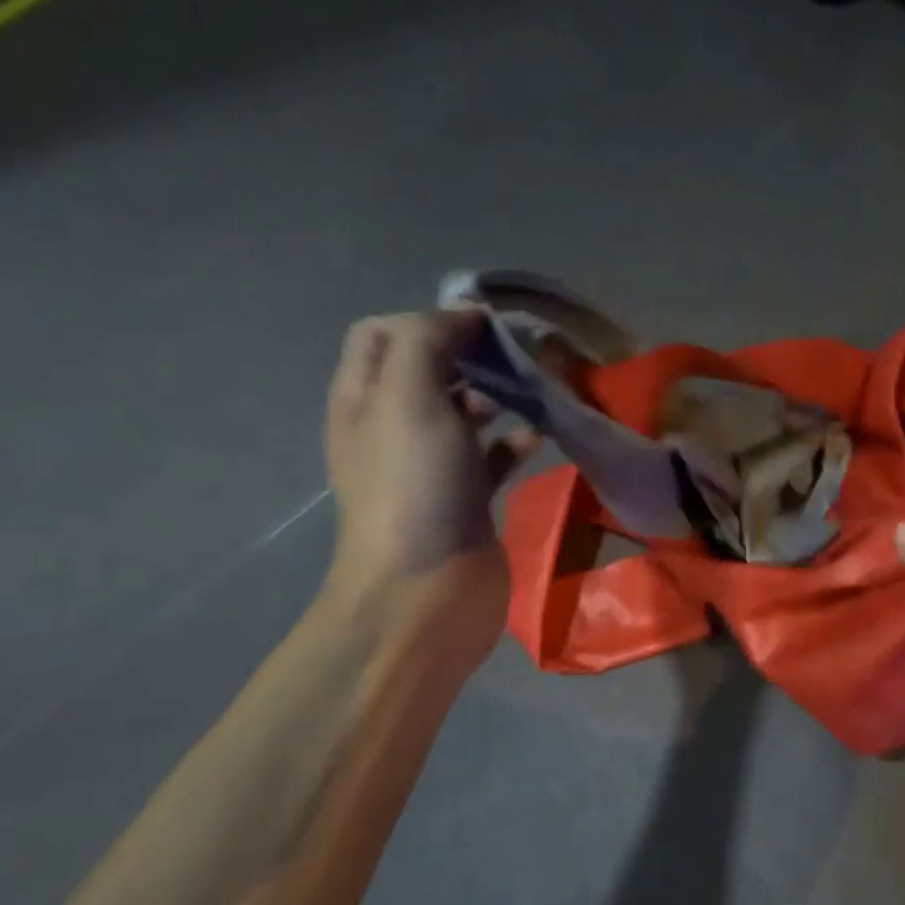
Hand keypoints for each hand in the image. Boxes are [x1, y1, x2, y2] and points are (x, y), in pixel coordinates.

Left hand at [323, 312, 536, 639]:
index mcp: (365, 397)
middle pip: (432, 370)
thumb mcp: (408, 397)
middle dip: (474, 355)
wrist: (426, 589)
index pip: (384, 332)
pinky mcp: (468, 497)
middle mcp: (394, 426)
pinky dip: (515, 441)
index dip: (430, 318)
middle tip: (522, 356)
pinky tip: (539, 438)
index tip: (484, 326)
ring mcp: (432, 465)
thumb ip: (428, 341)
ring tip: (539, 391)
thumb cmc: (413, 486)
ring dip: (501, 396)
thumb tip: (465, 316)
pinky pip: (492, 456)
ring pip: (467, 412)